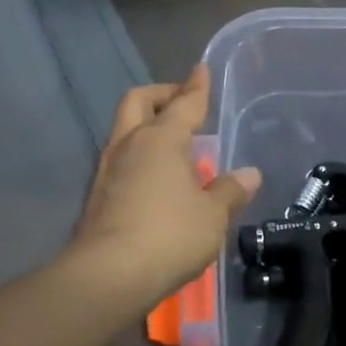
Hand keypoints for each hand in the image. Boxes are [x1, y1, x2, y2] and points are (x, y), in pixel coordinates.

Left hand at [73, 66, 261, 300]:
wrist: (107, 275)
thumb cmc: (168, 235)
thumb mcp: (212, 215)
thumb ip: (230, 191)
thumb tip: (249, 174)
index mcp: (160, 139)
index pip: (184, 103)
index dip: (196, 86)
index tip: (201, 69)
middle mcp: (129, 145)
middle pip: (138, 102)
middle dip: (161, 95)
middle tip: (181, 101)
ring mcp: (107, 170)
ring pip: (124, 130)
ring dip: (146, 126)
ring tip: (173, 143)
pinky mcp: (96, 196)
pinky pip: (120, 160)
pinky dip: (139, 156)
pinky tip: (155, 178)